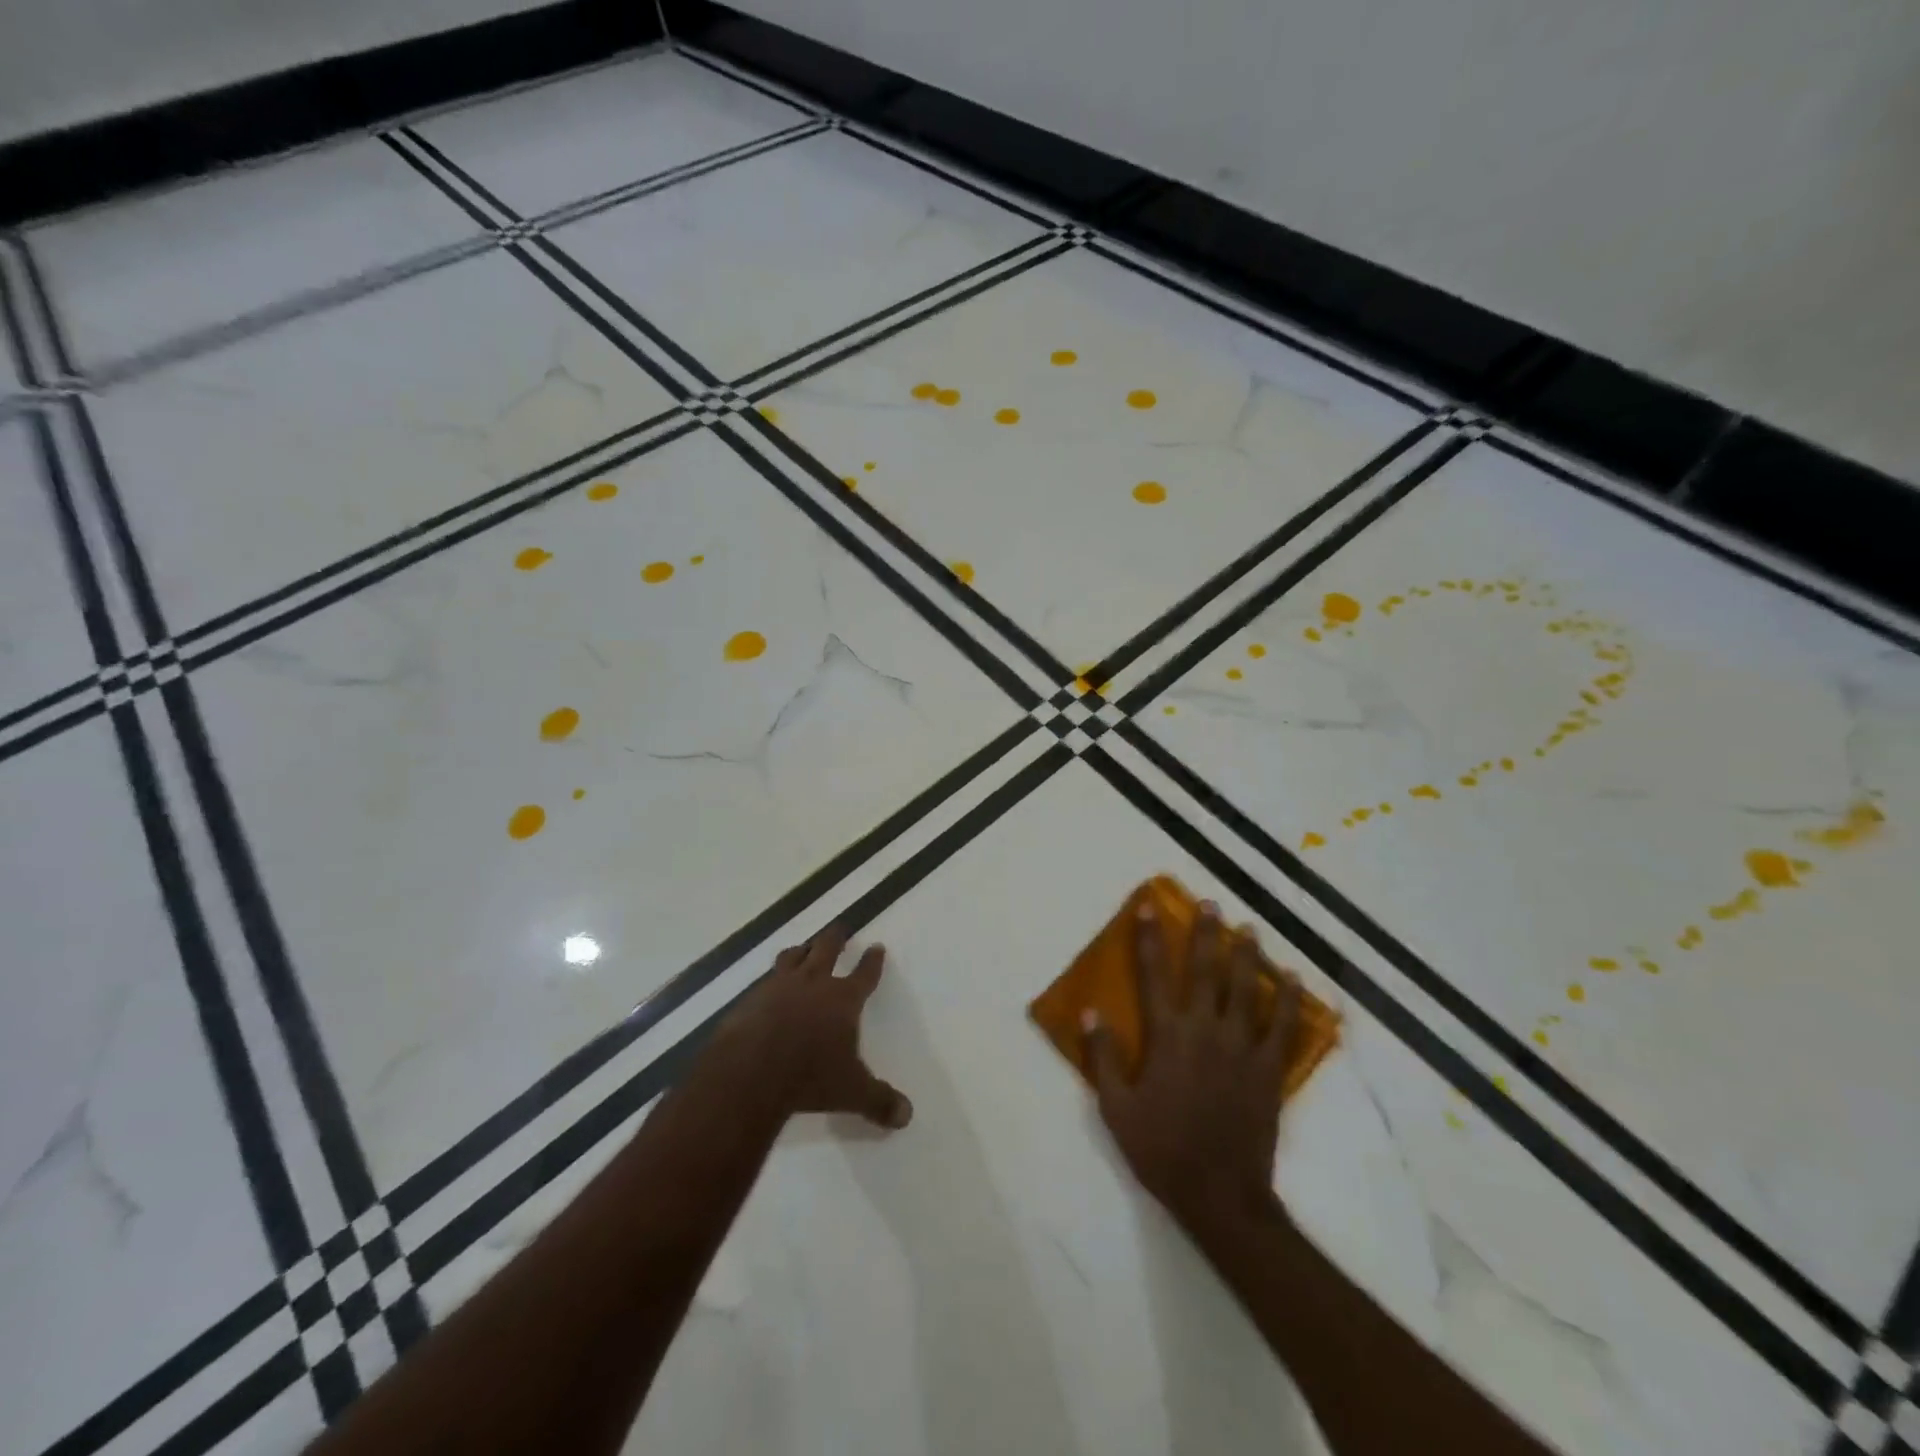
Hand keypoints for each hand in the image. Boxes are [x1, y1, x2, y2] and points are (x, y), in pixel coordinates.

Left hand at [718, 926, 913, 1130]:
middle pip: (827, 949)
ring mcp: (779, 987)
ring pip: (793, 956)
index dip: (872, 961)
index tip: (877, 947)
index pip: (864, 974)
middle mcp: (813, 983)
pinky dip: (772, 978)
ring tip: (803, 948)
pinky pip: (765, 980)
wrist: (751, 1072)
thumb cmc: (809, 1078)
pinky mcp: (751, 999)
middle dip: (835, 938)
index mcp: (843, 999)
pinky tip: (769, 987)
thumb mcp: (852, 1093)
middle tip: (839, 928)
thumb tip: (907, 1115)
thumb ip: (880, 1101)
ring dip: (801, 950)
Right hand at [1084, 899, 1297, 1239]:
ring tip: (1250, 929)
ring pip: (1246, 990)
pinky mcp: (1269, 1070)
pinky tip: (1294, 980)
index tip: (1150, 906)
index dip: (1150, 938)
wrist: (1220, 1194)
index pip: (1154, 975)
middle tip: (1212, 904)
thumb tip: (1090, 1011)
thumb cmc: (1161, 1150)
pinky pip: (1283, 1027)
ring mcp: (1242, 1048)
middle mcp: (1205, 1030)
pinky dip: (1289, 1001)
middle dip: (1206, 934)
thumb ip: (1103, 1057)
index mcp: (1167, 1036)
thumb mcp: (1116, 1108)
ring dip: (1248, 956)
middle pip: (1206, 971)